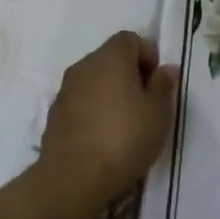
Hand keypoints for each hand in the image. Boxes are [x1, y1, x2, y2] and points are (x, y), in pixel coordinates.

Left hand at [31, 31, 178, 218]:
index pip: (130, 38)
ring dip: (110, 92)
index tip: (157, 82)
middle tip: (146, 103)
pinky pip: (81, 101)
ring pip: (94, 80)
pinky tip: (104, 137)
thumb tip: (165, 68)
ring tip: (125, 123)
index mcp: (111, 58)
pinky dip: (93, 110)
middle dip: (130, 73)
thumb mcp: (158, 113)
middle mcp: (84, 66)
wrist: (72, 179)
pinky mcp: (54, 115)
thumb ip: (163, 85)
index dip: (148, 55)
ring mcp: (65, 91)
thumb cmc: (124, 139)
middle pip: (111, 57)